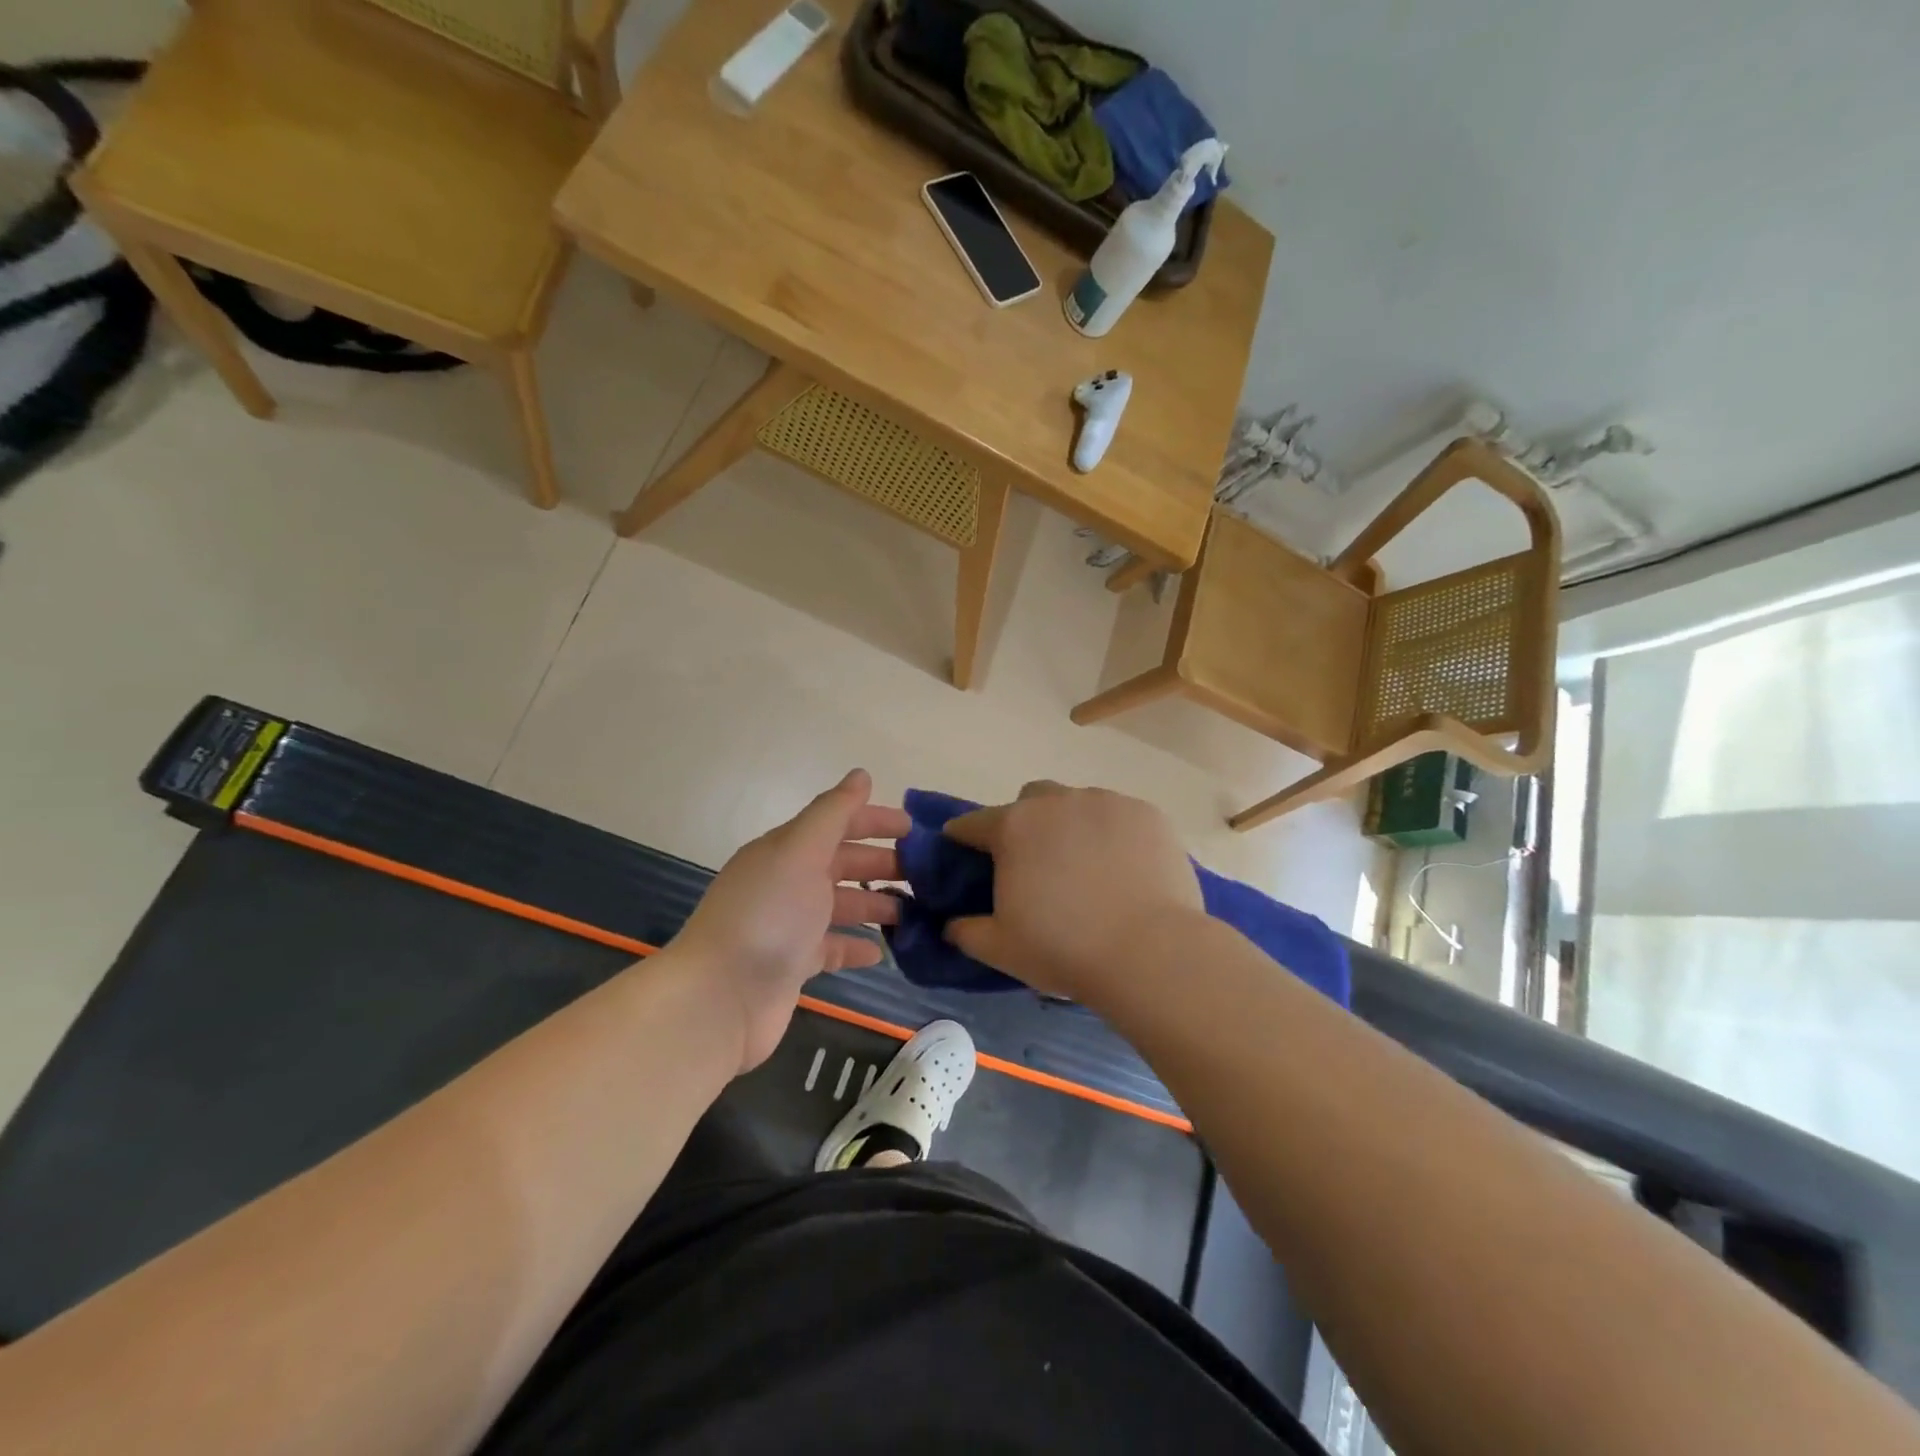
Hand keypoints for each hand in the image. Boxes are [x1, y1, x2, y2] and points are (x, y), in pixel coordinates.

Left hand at [673, 769, 908, 1073]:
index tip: (914, 828)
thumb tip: (861, 774)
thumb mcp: (800, 851)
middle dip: (881, 863)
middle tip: (925, 874)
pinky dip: (856, 946)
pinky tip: (882, 951)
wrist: (721, 998)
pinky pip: (833, 948)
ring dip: (876, 904)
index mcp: (786, 851)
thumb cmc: (767, 915)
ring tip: (915, 911)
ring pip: (841, 906)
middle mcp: (787, 883)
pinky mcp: (794, 965)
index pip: (836, 823)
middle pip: (842, 864)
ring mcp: (790, 926)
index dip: (873, 820)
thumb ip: (832, 813)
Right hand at [943, 782, 1203, 1005]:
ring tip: (1088, 870)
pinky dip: (1115, 835)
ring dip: (1072, 827)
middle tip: (1037, 866)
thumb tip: (950, 924)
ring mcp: (1106, 802)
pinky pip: (1119, 816)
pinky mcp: (1147, 813)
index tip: (965, 855)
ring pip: (1078, 804)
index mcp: (1013, 827)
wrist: (1150, 953)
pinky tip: (1126, 870)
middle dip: (1026, 824)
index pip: (973, 823)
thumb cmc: (1064, 949)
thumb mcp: (1000, 949)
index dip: (964, 839)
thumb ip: (965, 931)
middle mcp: (1056, 802)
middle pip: (1030, 801)